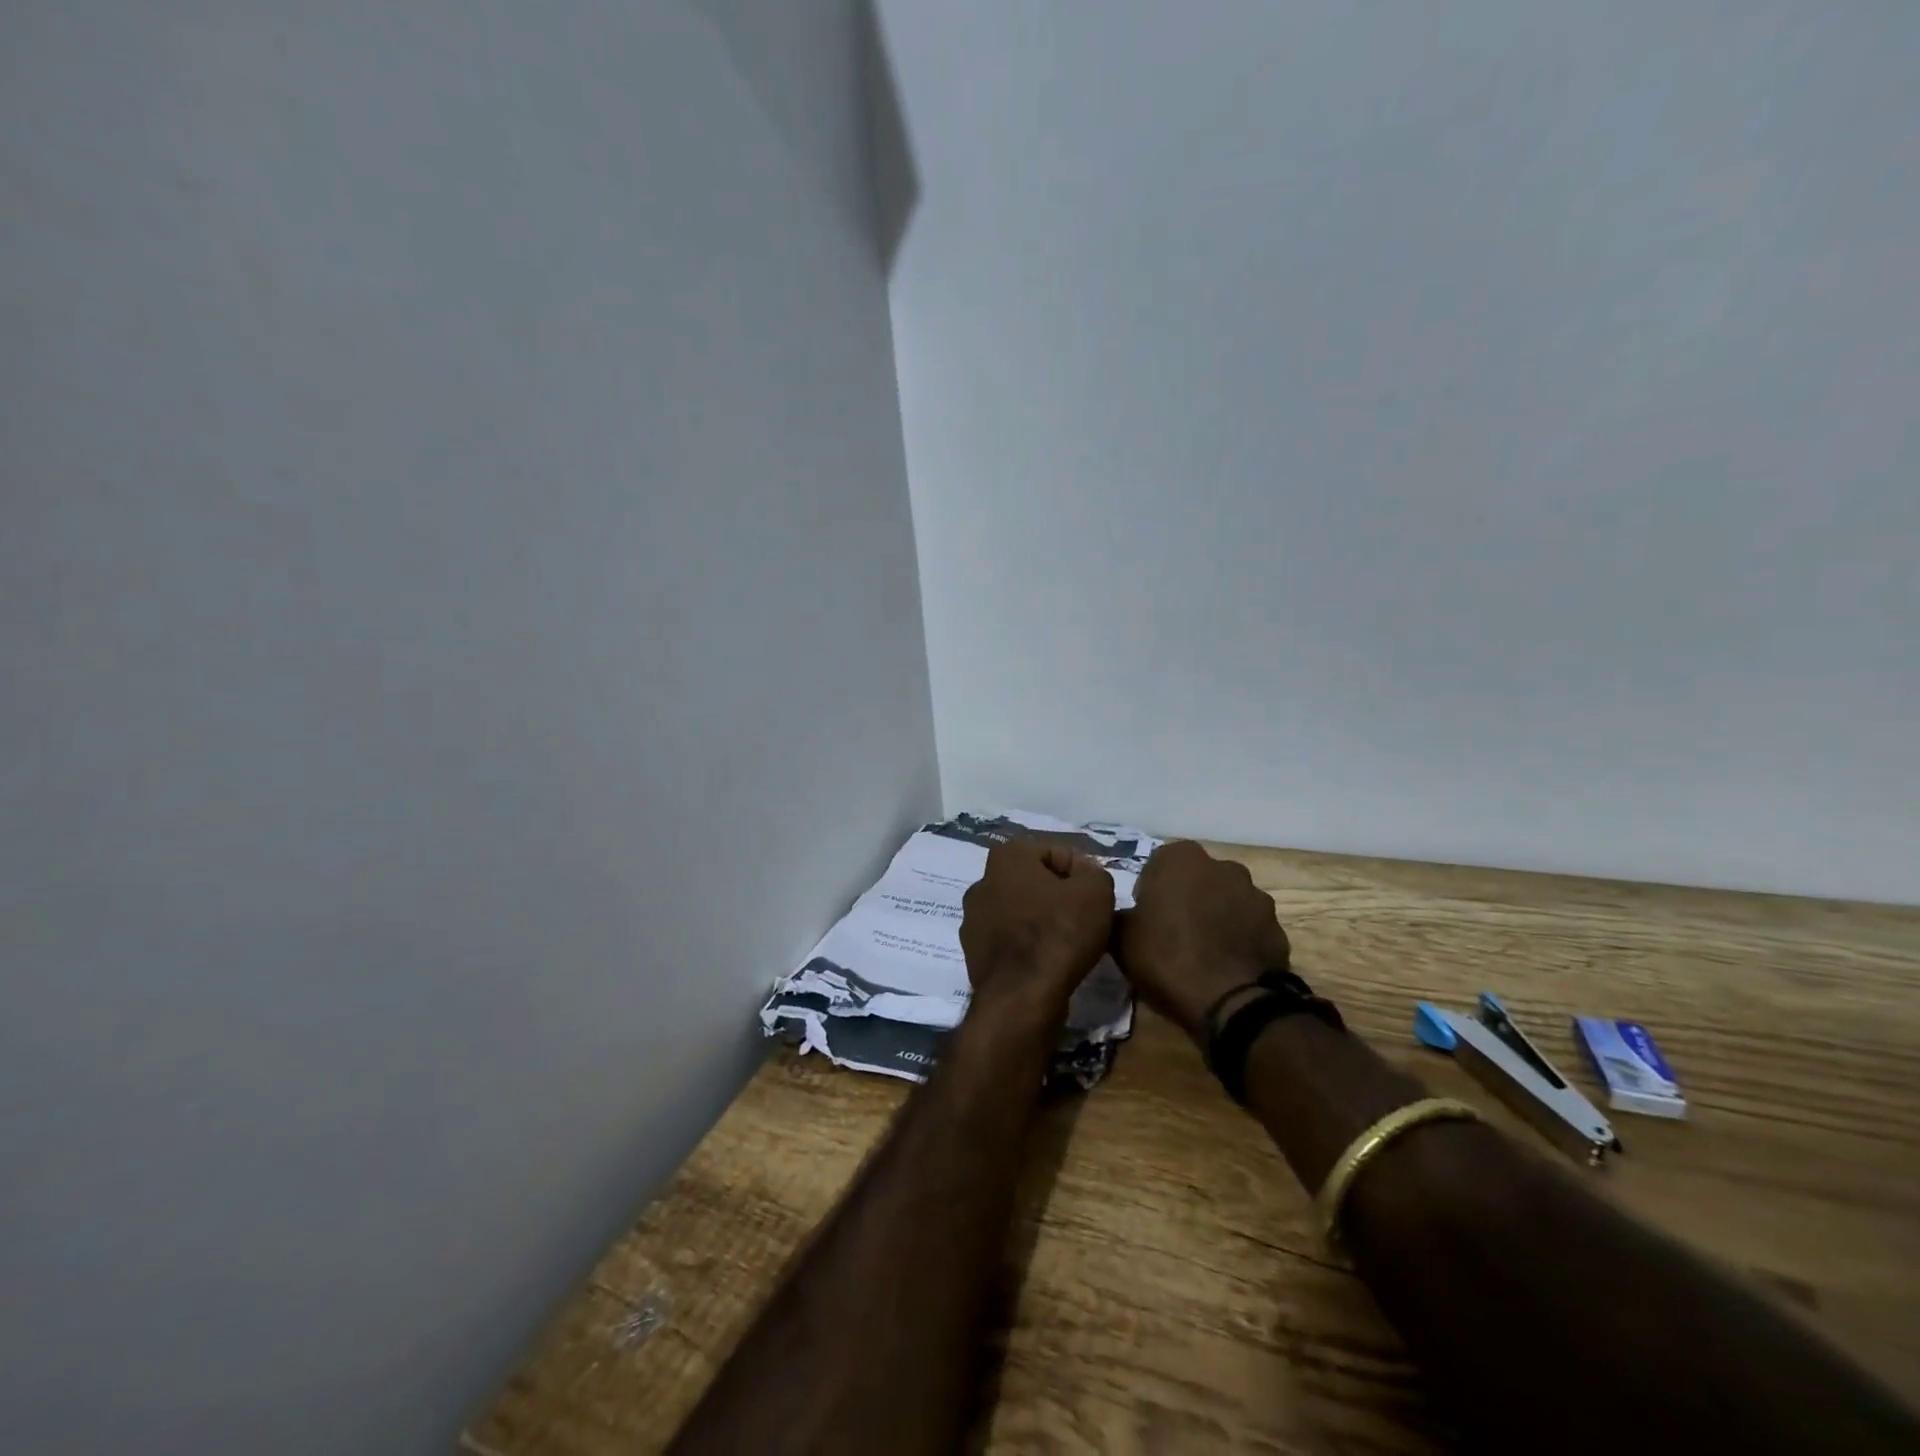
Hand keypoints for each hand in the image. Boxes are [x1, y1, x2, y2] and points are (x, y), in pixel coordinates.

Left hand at [960, 841, 1114, 1025]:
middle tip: (1085, 918)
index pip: (1055, 852)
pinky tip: (1048, 960)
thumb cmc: (1059, 932)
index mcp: (1006, 857)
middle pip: (1034, 882)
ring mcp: (972, 919)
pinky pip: (1010, 939)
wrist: (1023, 996)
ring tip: (1069, 942)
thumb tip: (1084, 875)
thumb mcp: (1096, 892)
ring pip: (1020, 911)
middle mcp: (981, 882)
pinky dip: (1028, 945)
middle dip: (1059, 896)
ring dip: (1042, 920)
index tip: (1096, 898)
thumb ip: (1095, 873)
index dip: (1082, 873)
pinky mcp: (973, 952)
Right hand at [1115, 841, 1291, 1040]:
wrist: (1232, 1003)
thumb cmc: (1168, 958)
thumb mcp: (1121, 938)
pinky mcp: (1277, 927)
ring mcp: (1256, 895)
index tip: (1145, 916)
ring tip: (1202, 953)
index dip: (1150, 889)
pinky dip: (1238, 939)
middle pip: (1197, 878)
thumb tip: (1127, 913)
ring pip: (1226, 900)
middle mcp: (1223, 866)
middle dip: (1186, 897)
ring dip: (1215, 916)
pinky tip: (1225, 966)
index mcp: (1181, 859)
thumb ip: (1121, 914)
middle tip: (1172, 932)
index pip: (1158, 863)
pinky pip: (1249, 927)